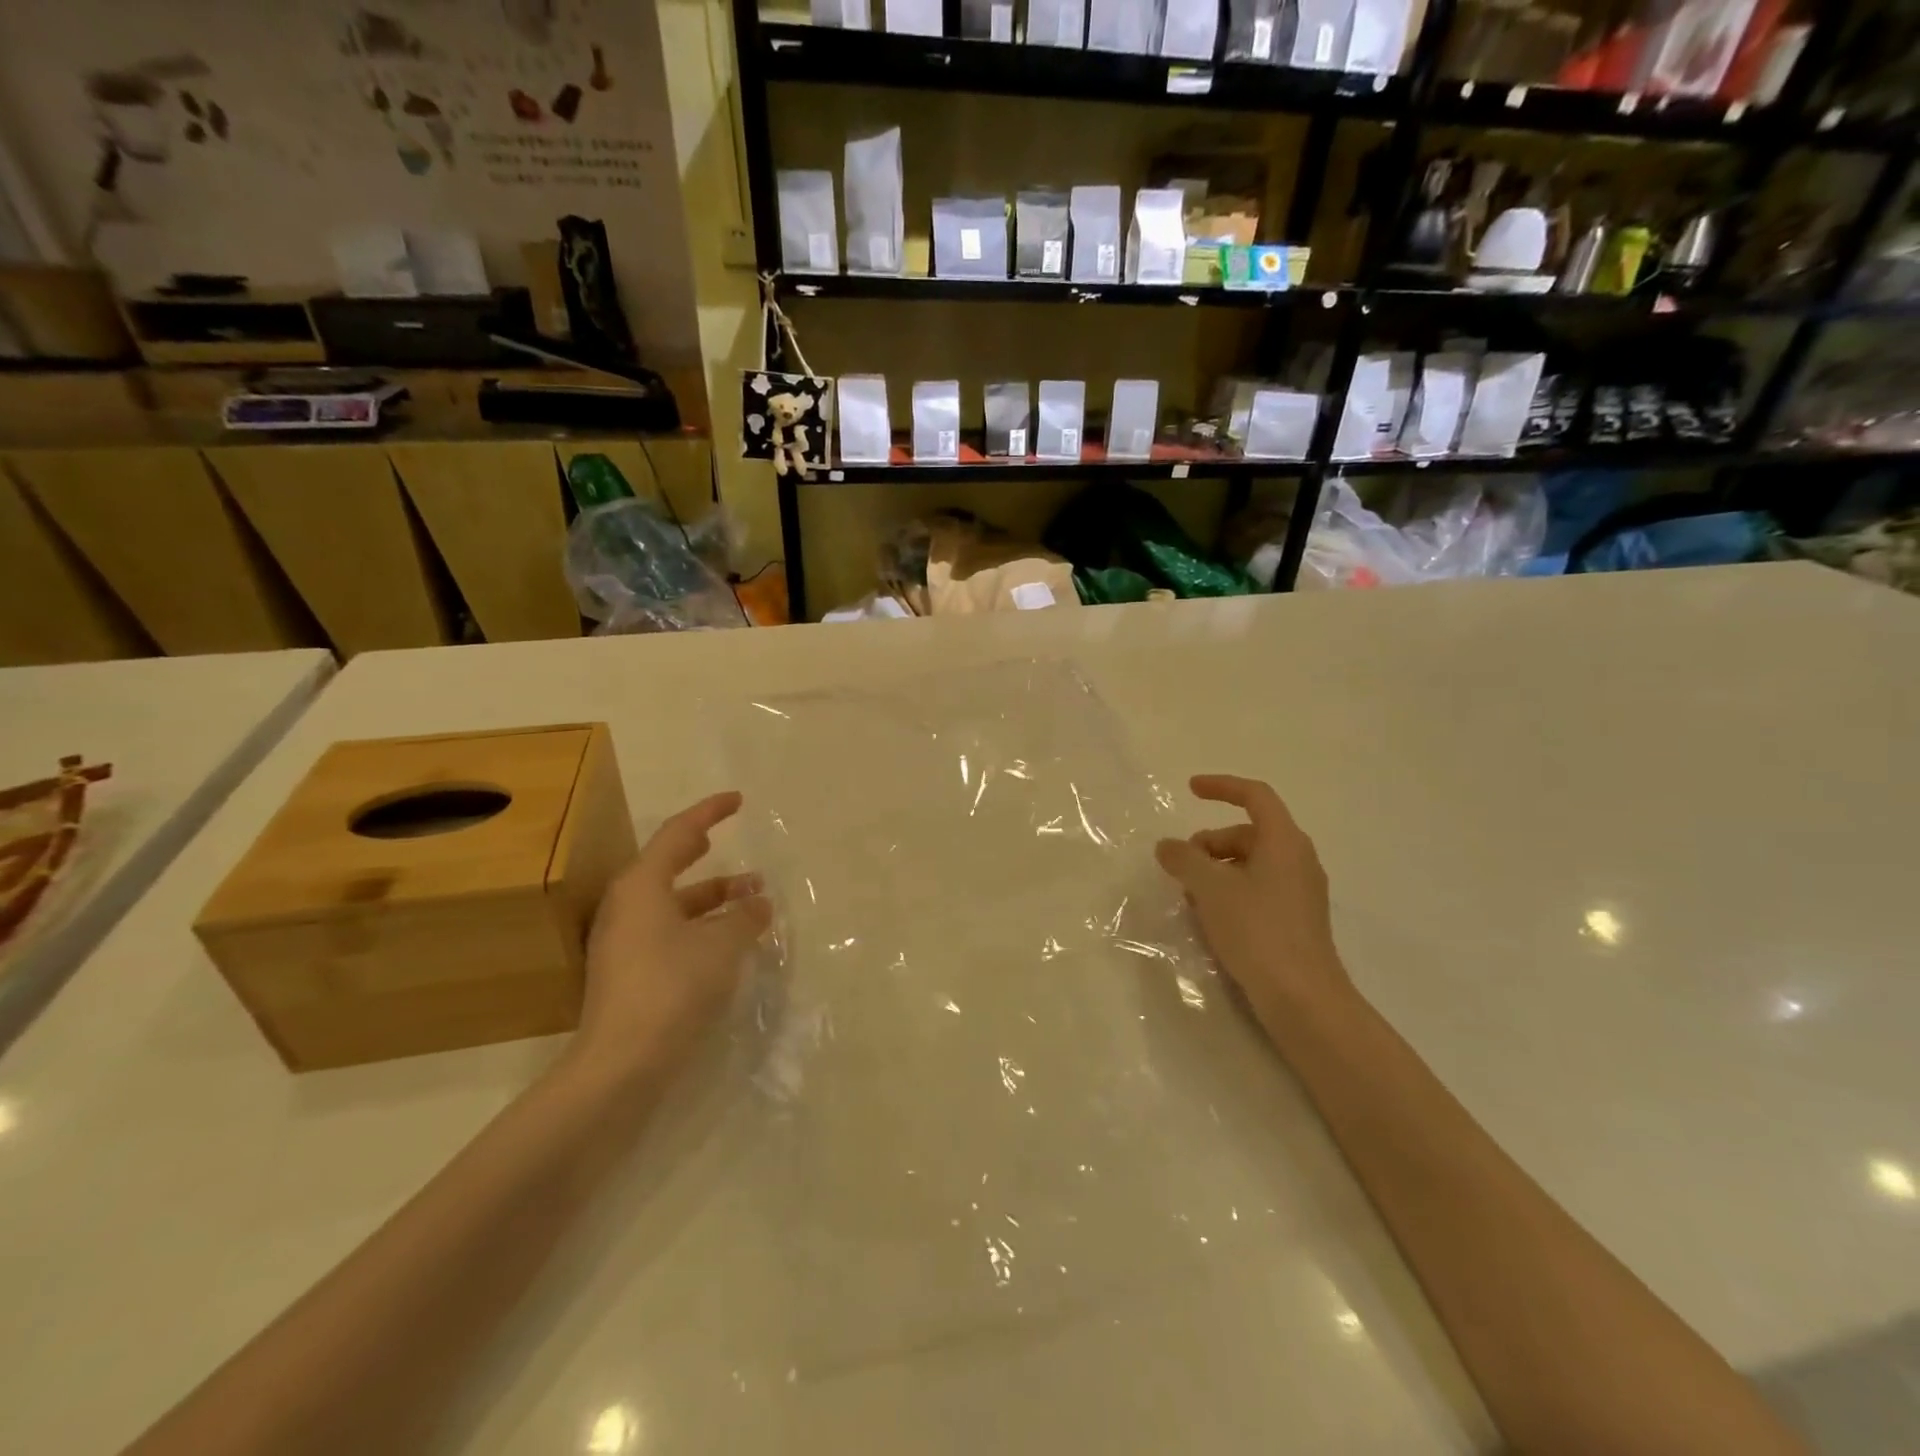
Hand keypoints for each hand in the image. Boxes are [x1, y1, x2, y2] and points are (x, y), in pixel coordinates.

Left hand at [570, 791, 771, 1082]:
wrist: (622, 1062)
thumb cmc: (673, 985)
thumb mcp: (722, 944)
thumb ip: (744, 916)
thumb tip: (758, 902)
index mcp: (642, 885)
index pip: (679, 833)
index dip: (710, 812)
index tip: (737, 801)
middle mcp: (627, 906)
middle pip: (669, 866)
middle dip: (704, 855)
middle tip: (726, 842)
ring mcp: (624, 941)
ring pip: (673, 903)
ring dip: (711, 897)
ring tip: (752, 900)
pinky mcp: (629, 972)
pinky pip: (669, 931)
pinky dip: (700, 925)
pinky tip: (728, 940)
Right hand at [1155, 775, 1353, 1026]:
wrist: (1303, 999)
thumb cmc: (1258, 931)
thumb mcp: (1210, 889)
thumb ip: (1184, 859)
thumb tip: (1167, 846)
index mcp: (1284, 841)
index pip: (1255, 796)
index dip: (1222, 786)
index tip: (1190, 789)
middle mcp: (1298, 859)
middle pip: (1248, 833)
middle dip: (1210, 842)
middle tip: (1182, 866)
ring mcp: (1300, 891)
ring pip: (1251, 863)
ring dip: (1216, 869)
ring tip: (1191, 896)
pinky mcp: (1296, 920)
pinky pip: (1258, 889)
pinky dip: (1231, 891)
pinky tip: (1210, 918)